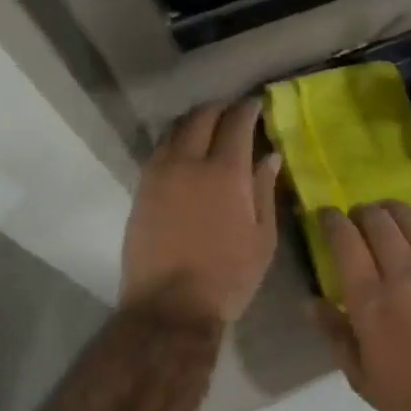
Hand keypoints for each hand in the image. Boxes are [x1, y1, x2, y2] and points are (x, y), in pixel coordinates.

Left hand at [121, 100, 280, 323]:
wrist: (170, 306)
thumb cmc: (228, 276)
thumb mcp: (262, 237)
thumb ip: (264, 190)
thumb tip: (269, 156)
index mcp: (225, 172)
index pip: (235, 123)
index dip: (247, 108)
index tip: (255, 104)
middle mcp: (188, 163)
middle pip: (200, 117)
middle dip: (219, 108)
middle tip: (232, 111)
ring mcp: (158, 175)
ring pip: (173, 130)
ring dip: (193, 121)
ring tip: (207, 127)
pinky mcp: (140, 190)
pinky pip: (158, 151)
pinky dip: (174, 141)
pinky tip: (184, 152)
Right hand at [316, 201, 410, 410]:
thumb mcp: (363, 379)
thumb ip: (335, 335)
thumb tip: (312, 302)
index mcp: (372, 300)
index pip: (344, 241)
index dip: (330, 220)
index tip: (324, 215)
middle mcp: (406, 273)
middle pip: (378, 221)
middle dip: (361, 211)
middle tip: (356, 218)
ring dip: (394, 211)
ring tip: (388, 215)